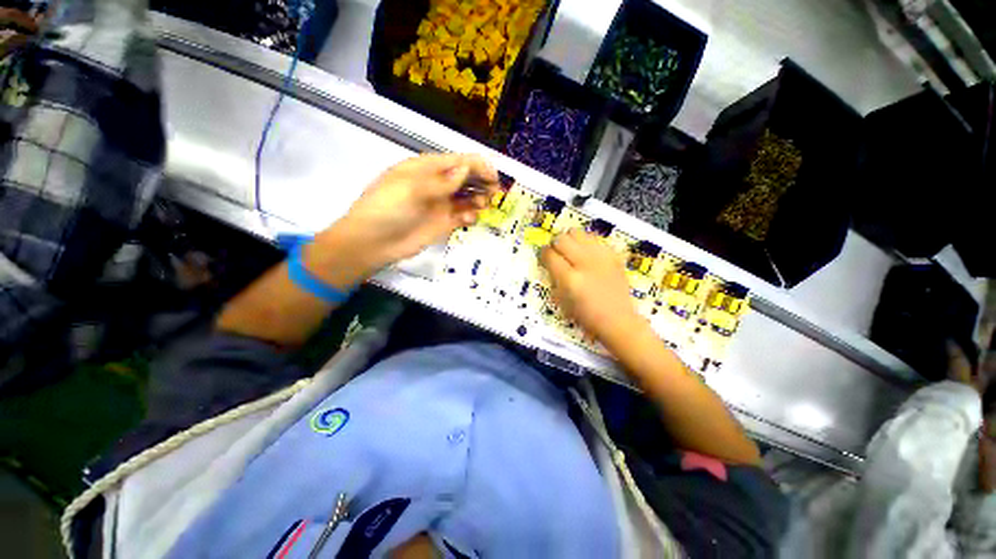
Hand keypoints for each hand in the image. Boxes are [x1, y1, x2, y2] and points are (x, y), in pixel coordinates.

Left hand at [312, 153, 497, 279]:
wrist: (372, 242)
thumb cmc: (387, 209)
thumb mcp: (411, 189)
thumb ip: (441, 181)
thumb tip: (466, 168)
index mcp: (427, 169)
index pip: (458, 161)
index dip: (478, 166)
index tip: (494, 177)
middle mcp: (437, 184)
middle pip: (467, 178)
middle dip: (482, 182)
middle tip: (495, 193)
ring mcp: (441, 204)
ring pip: (468, 197)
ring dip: (479, 198)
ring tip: (482, 205)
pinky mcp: (444, 223)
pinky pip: (463, 216)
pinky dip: (470, 216)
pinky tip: (470, 219)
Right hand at [540, 229, 641, 343]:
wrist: (618, 320)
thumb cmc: (586, 316)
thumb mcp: (561, 301)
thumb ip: (553, 278)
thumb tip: (549, 262)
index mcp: (569, 279)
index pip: (549, 254)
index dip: (543, 254)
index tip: (544, 258)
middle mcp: (584, 263)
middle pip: (561, 239)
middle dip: (555, 245)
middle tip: (557, 254)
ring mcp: (600, 257)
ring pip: (577, 232)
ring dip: (570, 240)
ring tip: (572, 251)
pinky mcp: (613, 255)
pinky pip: (594, 238)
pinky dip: (586, 242)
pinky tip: (587, 254)